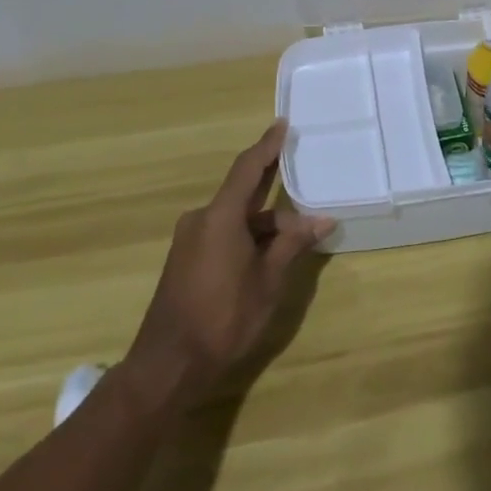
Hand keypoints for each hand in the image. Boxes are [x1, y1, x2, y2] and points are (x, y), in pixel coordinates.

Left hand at [121, 121, 333, 409]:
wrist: (168, 366)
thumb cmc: (223, 318)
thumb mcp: (268, 281)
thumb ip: (293, 245)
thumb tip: (322, 220)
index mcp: (220, 216)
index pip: (248, 168)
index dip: (267, 145)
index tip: (283, 125)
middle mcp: (202, 219)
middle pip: (244, 194)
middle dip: (275, 190)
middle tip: (303, 178)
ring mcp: (191, 240)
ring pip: (236, 218)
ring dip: (265, 224)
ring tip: (299, 236)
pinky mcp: (187, 259)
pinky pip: (223, 233)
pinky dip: (248, 236)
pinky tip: (271, 254)